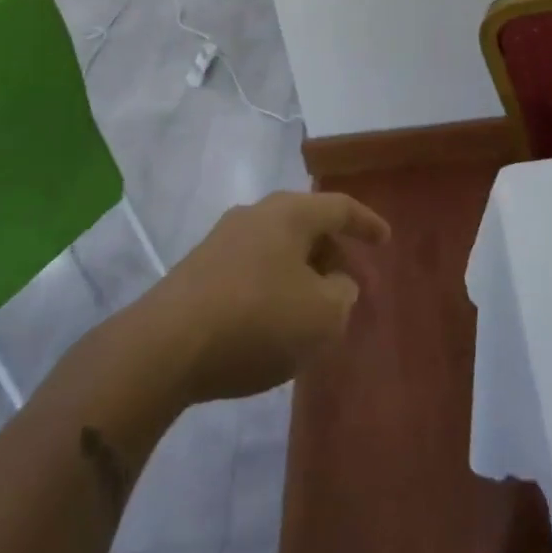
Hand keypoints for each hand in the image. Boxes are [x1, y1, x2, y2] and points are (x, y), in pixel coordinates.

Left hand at [145, 191, 390, 403]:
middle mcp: (255, 214)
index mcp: (289, 213)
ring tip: (314, 310)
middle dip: (334, 255)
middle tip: (350, 287)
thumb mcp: (322, 316)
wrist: (165, 346)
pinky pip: (253, 269)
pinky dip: (274, 287)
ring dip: (302, 274)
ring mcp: (222, 240)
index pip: (339, 207)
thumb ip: (342, 295)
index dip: (367, 223)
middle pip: (307, 226)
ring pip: (278, 248)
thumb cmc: (257, 320)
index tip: (386, 240)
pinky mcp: (199, 269)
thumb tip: (335, 283)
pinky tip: (274, 322)